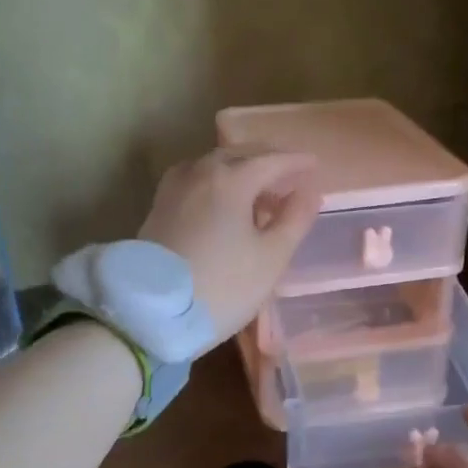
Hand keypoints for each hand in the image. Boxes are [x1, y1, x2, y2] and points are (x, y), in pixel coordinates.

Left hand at [139, 146, 321, 346]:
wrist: (152, 313)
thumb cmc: (222, 286)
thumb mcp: (271, 258)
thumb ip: (295, 219)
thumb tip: (309, 191)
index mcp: (231, 178)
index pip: (272, 160)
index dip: (296, 162)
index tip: (315, 165)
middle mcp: (200, 171)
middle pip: (240, 155)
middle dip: (268, 160)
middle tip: (290, 175)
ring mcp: (174, 187)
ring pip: (214, 165)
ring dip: (240, 170)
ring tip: (258, 191)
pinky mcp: (159, 206)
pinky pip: (195, 179)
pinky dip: (216, 181)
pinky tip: (221, 201)